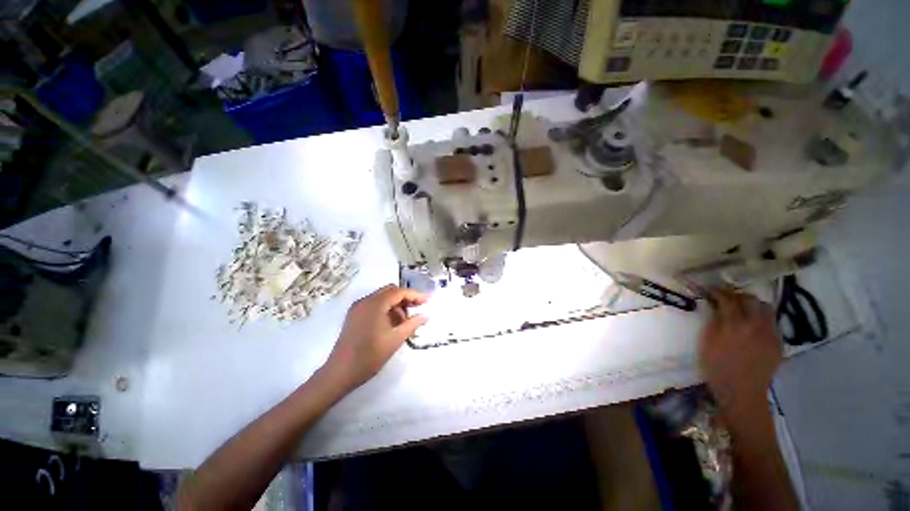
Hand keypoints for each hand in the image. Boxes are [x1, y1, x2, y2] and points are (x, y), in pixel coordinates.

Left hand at [322, 285, 427, 391]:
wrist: (340, 373)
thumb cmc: (370, 355)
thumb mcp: (395, 339)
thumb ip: (412, 324)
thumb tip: (425, 315)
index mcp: (375, 304)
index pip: (399, 292)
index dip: (415, 295)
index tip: (428, 300)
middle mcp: (365, 301)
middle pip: (390, 291)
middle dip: (405, 298)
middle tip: (418, 309)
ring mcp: (358, 308)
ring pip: (382, 298)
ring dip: (396, 304)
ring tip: (405, 321)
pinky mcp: (354, 316)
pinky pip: (374, 305)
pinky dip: (386, 309)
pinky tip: (392, 324)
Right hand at [700, 289, 782, 414]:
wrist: (741, 392)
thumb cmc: (717, 367)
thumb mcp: (707, 342)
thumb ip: (714, 321)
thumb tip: (715, 307)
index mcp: (735, 325)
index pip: (728, 299)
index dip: (718, 292)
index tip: (710, 291)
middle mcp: (756, 325)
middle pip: (750, 299)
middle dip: (737, 295)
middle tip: (726, 298)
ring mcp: (771, 334)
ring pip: (765, 308)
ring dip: (752, 304)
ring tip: (742, 309)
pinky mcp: (778, 343)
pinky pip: (771, 322)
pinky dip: (761, 318)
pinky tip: (752, 326)